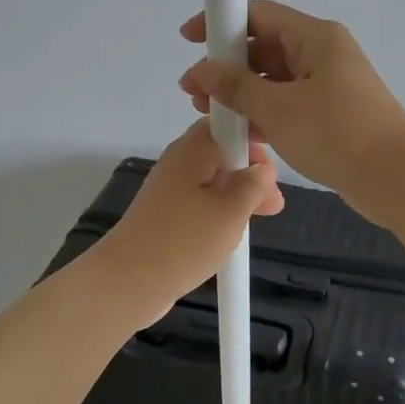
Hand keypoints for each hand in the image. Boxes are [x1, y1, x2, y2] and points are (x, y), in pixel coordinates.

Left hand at [92, 119, 283, 325]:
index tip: (274, 158)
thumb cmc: (186, 239)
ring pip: (213, 181)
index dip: (252, 135)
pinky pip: (200, 203)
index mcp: (193, 149)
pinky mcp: (166, 216)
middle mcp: (179, 162)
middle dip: (250, 172)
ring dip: (239, 195)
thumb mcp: (232, 210)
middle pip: (221, 153)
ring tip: (263, 217)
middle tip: (274, 201)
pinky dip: (220, 212)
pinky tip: (234, 233)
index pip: (226, 123)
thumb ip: (254, 184)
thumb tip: (263, 168)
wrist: (129, 281)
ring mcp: (170, 190)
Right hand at [179, 0, 404, 225]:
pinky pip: (287, 105)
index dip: (221, 22)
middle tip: (192, 91)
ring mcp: (327, 87)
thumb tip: (202, 69)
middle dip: (226, 67)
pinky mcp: (330, 116)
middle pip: (264, 48)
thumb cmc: (337, 132)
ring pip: (274, 80)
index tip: (188, 39)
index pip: (259, 15)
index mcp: (315, 38)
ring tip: (207, 114)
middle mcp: (322, 55)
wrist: (396, 177)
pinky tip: (237, 132)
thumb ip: (235, 87)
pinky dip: (262, 114)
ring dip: (241, 94)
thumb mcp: (279, 108)